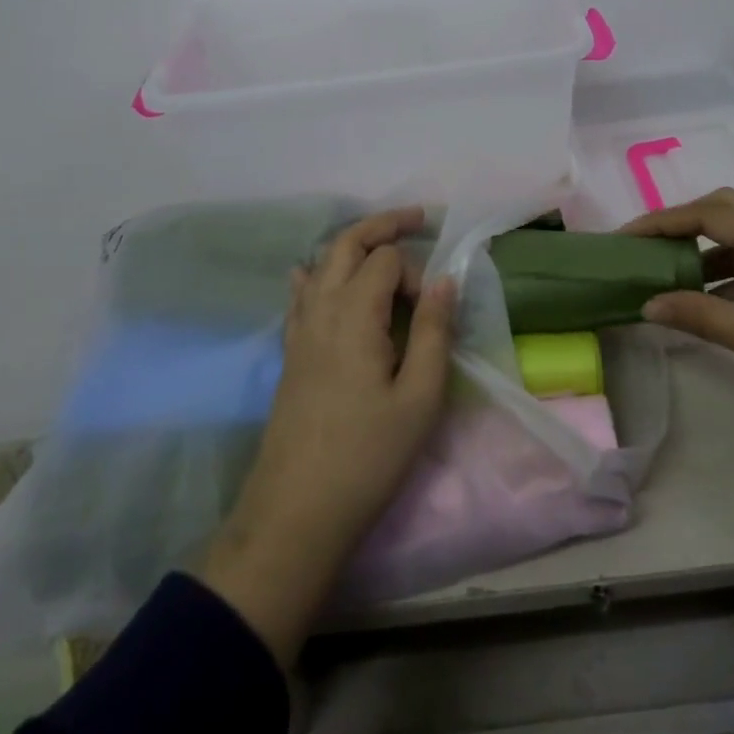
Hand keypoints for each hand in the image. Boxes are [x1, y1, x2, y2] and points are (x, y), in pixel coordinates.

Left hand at [200, 207, 454, 664]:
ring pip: (321, 264)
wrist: (295, 513)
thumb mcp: (420, 397)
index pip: (386, 260)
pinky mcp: (289, 353)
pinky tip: (316, 278)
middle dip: (381, 226)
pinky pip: (300, 295)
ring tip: (382, 247)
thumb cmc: (368, 456)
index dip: (416, 273)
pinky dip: (316, 275)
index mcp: (354, 313)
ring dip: (352, 245)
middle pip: (346, 244)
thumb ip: (435, 331)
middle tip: (417, 219)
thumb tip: (444, 280)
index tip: (433, 312)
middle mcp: (320, 309)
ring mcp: (298, 330)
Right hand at [624, 188, 733, 431]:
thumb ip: (704, 318)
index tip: (624, 238)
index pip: (709, 213)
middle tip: (645, 247)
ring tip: (668, 274)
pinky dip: (729, 271)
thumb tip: (647, 305)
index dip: (662, 221)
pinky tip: (712, 300)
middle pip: (726, 209)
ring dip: (705, 248)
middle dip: (682, 223)